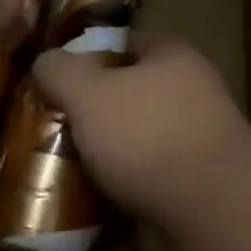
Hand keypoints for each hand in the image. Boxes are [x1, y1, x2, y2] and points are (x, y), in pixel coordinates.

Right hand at [30, 34, 250, 229]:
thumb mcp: (87, 92)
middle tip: (54, 123)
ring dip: (106, 150)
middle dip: (94, 109)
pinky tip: (92, 193)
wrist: (206, 208)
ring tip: (65, 162)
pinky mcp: (193, 183)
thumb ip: (60, 71)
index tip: (57, 78)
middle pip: (131, 93)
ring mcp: (195, 140)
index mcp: (172, 57)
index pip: (126, 42)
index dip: (89, 56)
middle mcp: (191, 92)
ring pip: (137, 137)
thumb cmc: (145, 135)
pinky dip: (121, 183)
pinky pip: (145, 176)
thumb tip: (44, 63)